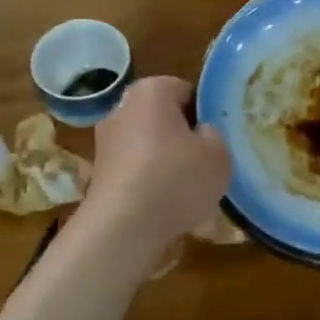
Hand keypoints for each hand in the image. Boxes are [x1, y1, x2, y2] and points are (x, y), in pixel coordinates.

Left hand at [84, 76, 230, 250]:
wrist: (123, 228)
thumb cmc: (176, 178)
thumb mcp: (219, 154)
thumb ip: (215, 136)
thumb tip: (200, 134)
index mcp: (151, 91)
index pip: (186, 91)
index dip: (207, 113)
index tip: (220, 138)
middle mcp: (122, 108)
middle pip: (165, 119)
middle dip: (185, 139)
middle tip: (208, 164)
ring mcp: (106, 142)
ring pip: (151, 148)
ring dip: (169, 165)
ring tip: (192, 194)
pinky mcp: (100, 174)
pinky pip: (138, 173)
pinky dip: (152, 186)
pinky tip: (169, 209)